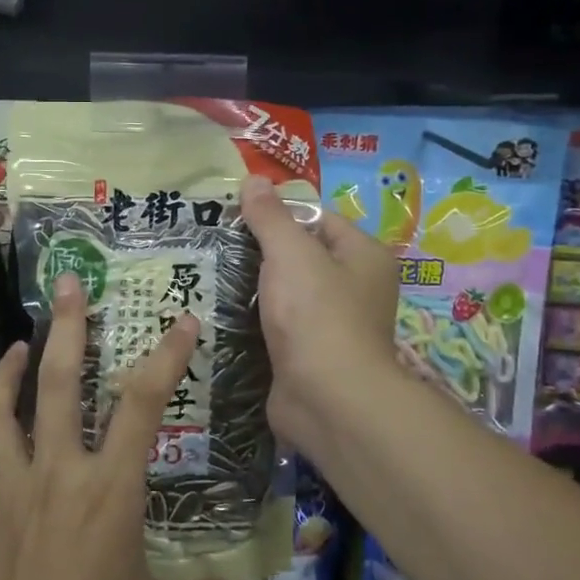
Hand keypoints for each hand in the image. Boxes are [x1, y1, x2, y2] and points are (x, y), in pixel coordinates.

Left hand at [0, 273, 238, 579]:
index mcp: (109, 490)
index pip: (141, 404)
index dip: (165, 357)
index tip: (182, 321)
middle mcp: (59, 472)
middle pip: (59, 381)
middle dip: (65, 326)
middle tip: (67, 283)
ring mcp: (13, 486)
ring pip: (6, 407)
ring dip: (12, 365)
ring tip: (22, 339)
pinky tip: (1, 415)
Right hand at [237, 174, 401, 449]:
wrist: (328, 400)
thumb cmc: (316, 314)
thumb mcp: (290, 252)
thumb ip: (270, 216)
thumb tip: (254, 180)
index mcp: (364, 256)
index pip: (319, 218)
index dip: (281, 213)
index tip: (239, 216)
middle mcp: (357, 287)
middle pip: (303, 255)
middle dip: (264, 251)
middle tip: (221, 244)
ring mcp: (335, 324)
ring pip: (289, 292)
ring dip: (258, 287)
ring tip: (215, 274)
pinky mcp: (312, 355)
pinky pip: (282, 325)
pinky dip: (259, 320)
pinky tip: (226, 312)